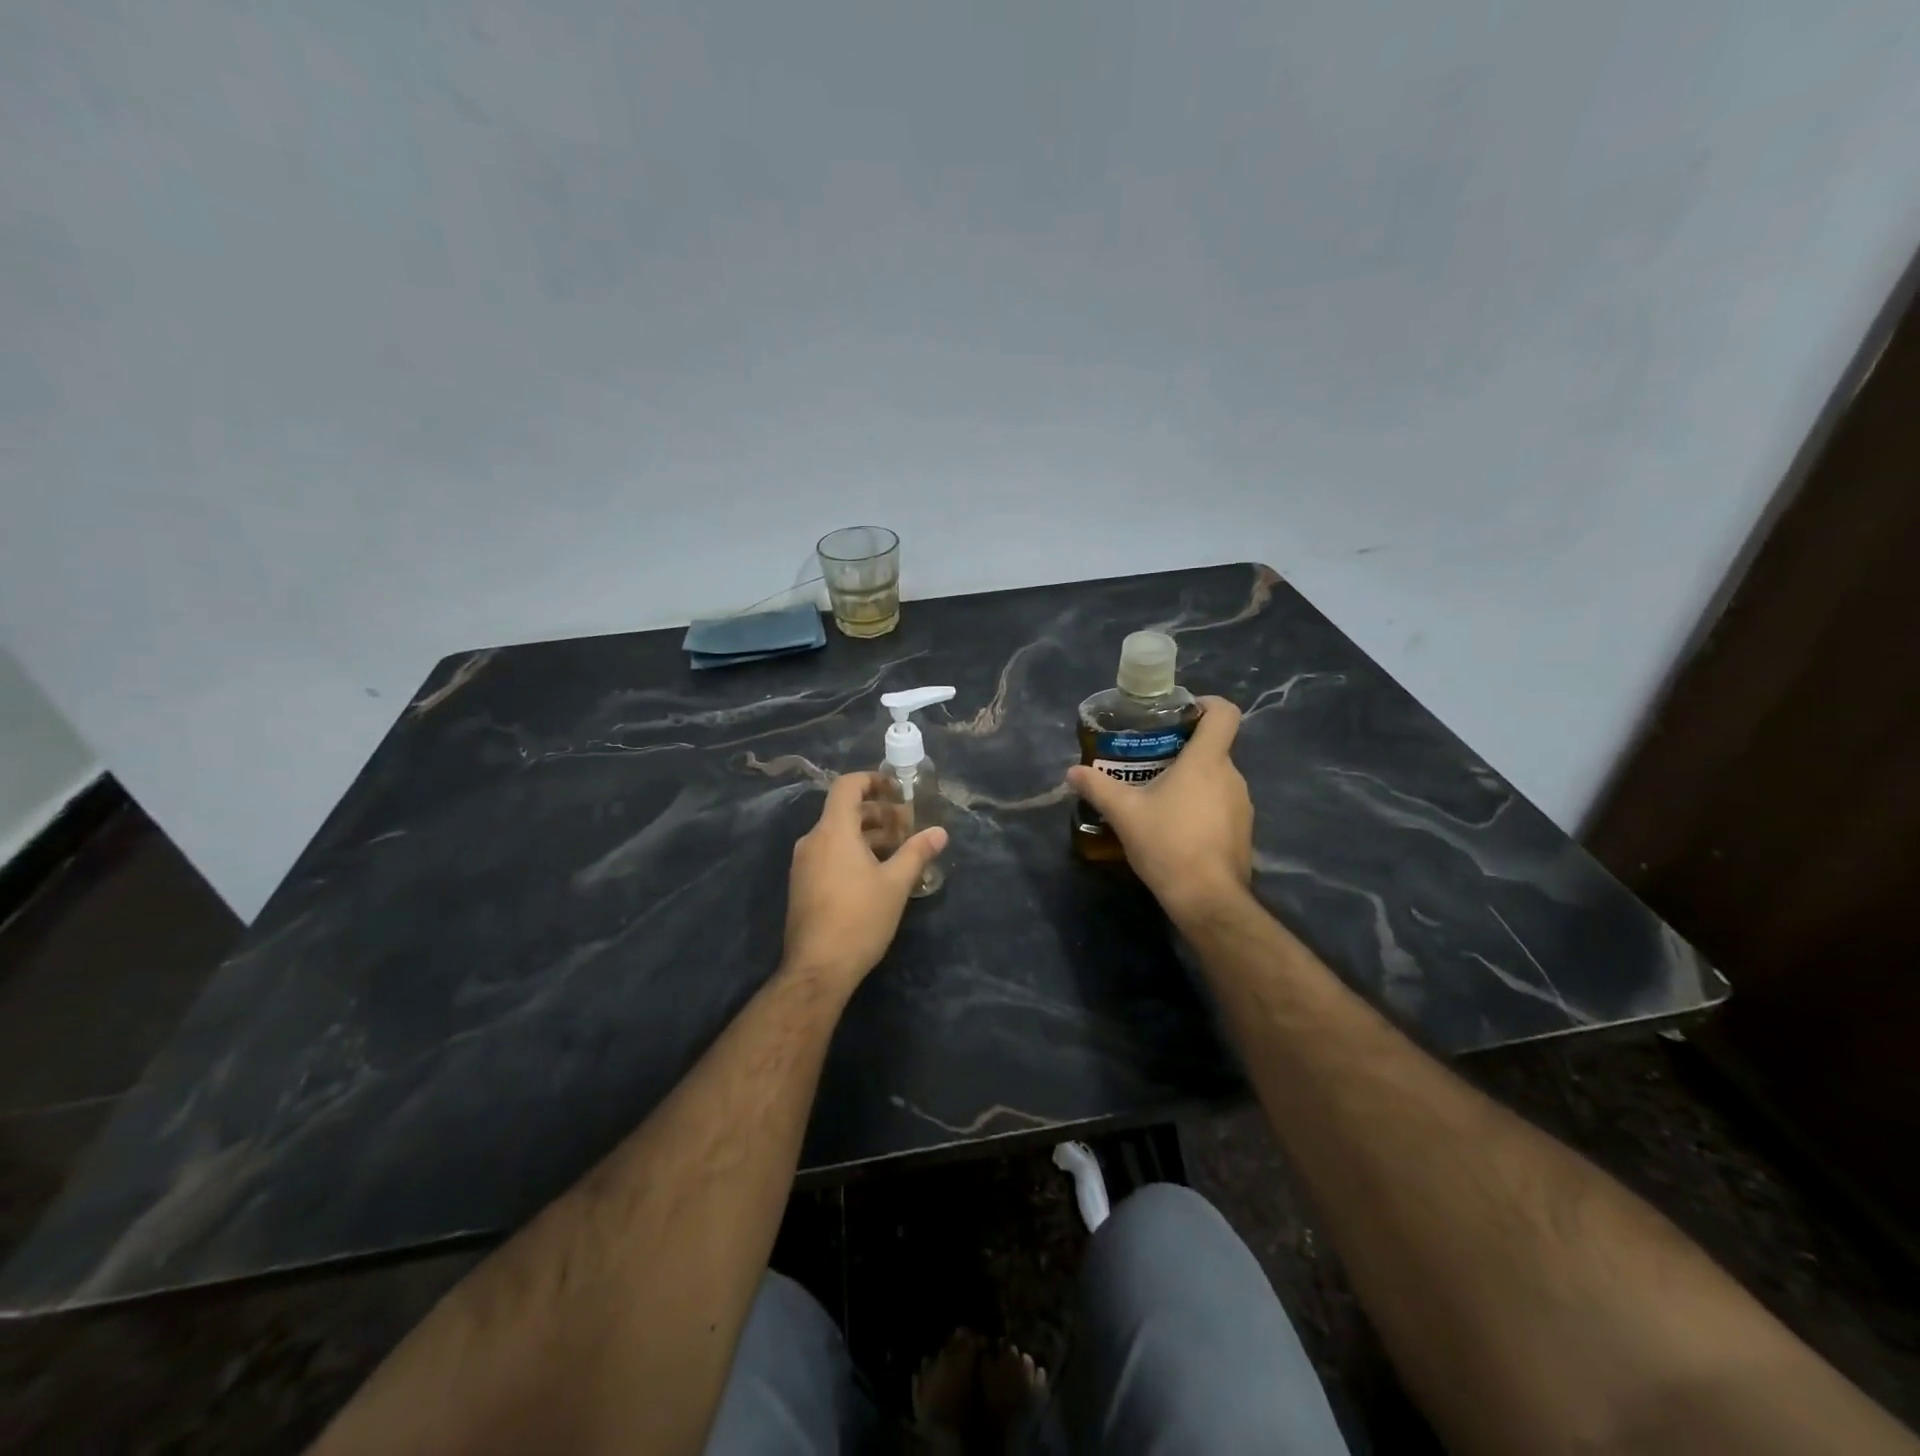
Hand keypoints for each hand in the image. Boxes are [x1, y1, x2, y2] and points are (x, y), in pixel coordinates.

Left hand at [783, 771, 948, 987]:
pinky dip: (853, 852)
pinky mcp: (803, 884)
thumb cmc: (859, 919)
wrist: (818, 968)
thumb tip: (940, 832)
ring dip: (868, 835)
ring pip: (838, 834)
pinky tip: (877, 873)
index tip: (898, 790)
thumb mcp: (895, 884)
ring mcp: (804, 863)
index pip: (847, 786)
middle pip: (845, 811)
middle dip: (878, 813)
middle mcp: (813, 840)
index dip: (873, 780)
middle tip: (908, 825)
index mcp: (833, 831)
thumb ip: (917, 852)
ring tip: (898, 850)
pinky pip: (829, 854)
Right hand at [1066, 696, 1253, 922]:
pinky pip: (1220, 804)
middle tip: (1149, 761)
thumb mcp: (1124, 813)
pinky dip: (1200, 806)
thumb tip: (1072, 772)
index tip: (1179, 714)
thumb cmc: (1167, 843)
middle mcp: (1232, 776)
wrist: (1207, 899)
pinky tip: (1174, 827)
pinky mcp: (1242, 831)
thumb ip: (1097, 787)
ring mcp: (1242, 805)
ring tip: (1157, 797)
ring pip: (1215, 778)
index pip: (1224, 712)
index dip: (1206, 703)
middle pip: (1213, 747)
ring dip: (1190, 781)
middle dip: (1183, 750)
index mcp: (1207, 760)